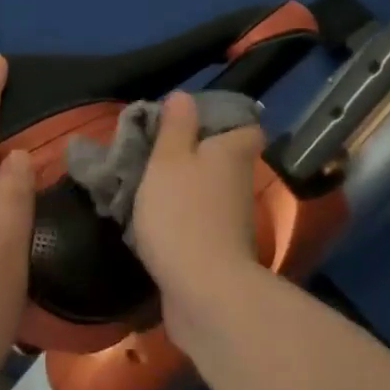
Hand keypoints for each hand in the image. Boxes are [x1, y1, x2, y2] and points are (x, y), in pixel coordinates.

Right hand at [130, 90, 266, 341]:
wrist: (204, 293)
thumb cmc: (183, 213)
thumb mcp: (169, 159)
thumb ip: (175, 126)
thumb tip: (184, 96)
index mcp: (233, 152)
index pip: (246, 127)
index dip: (224, 121)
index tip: (189, 122)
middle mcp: (240, 182)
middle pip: (222, 159)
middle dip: (193, 155)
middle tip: (154, 152)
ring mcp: (232, 220)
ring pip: (208, 191)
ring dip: (183, 188)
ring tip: (143, 184)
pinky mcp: (219, 251)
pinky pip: (198, 222)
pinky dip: (180, 219)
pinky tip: (150, 221)